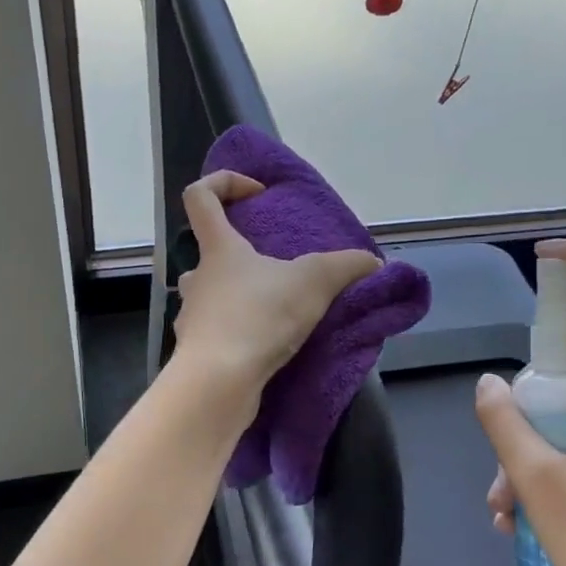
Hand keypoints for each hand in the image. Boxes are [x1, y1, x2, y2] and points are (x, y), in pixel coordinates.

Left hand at [170, 171, 383, 393]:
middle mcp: (197, 277)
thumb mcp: (314, 282)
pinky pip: (216, 332)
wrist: (219, 383)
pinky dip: (238, 333)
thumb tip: (373, 261)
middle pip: (207, 251)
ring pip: (210, 295)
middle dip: (239, 255)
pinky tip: (266, 344)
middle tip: (273, 268)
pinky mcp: (196, 352)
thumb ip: (346, 266)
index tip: (256, 195)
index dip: (224, 183)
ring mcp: (192, 316)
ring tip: (274, 308)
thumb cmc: (259, 317)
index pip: (200, 196)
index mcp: (218, 248)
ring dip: (237, 296)